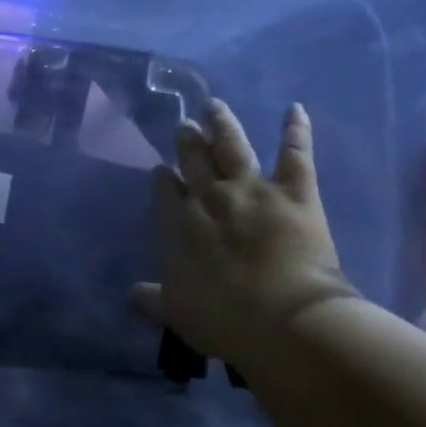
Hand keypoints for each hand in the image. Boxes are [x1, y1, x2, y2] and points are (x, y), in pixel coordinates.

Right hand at [132, 99, 356, 376]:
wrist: (284, 319)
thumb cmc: (224, 320)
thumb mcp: (178, 313)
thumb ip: (152, 299)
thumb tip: (130, 294)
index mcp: (178, 223)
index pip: (164, 189)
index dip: (163, 178)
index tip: (162, 171)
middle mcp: (210, 196)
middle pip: (194, 159)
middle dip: (187, 141)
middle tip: (184, 125)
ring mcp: (252, 189)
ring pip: (232, 146)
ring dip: (222, 124)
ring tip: (214, 106)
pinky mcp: (294, 192)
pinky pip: (295, 153)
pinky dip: (296, 130)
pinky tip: (294, 109)